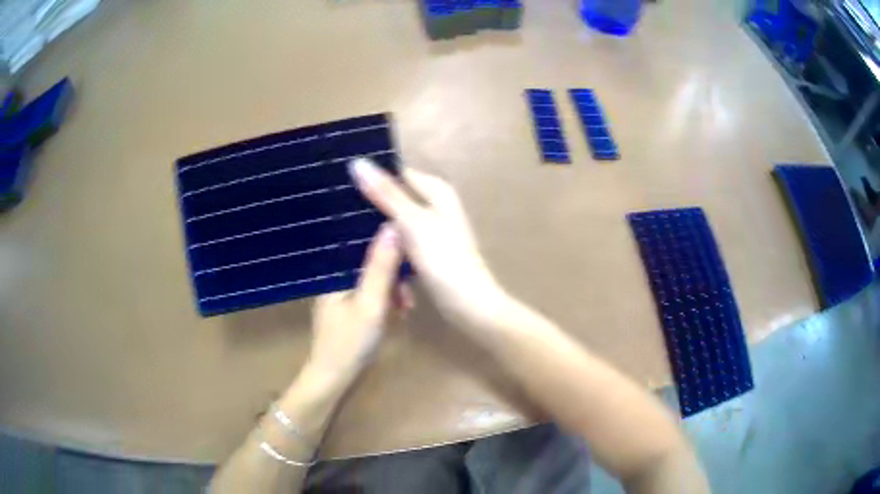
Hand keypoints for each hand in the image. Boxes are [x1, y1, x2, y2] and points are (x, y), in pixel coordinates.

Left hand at [305, 224, 406, 381]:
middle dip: (394, 274)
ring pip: (374, 278)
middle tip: (409, 295)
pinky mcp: (348, 306)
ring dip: (393, 289)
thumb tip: (392, 225)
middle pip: (370, 261)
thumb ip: (381, 267)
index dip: (388, 243)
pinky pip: (371, 292)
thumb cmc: (350, 341)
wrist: (334, 378)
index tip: (411, 252)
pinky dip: (386, 300)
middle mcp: (337, 276)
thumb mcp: (371, 303)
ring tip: (406, 308)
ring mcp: (341, 292)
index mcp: (336, 270)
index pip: (362, 241)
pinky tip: (398, 313)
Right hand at [348, 158, 507, 330]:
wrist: (468, 304)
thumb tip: (357, 162)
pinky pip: (399, 242)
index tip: (338, 186)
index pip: (395, 174)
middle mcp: (434, 205)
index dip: (370, 178)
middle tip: (335, 213)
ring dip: (376, 230)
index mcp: (435, 191)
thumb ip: (385, 193)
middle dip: (370, 207)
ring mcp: (429, 230)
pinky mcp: (425, 251)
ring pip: (393, 222)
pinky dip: (387, 247)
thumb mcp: (412, 222)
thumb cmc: (443, 260)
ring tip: (342, 233)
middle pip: (394, 198)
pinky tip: (364, 253)